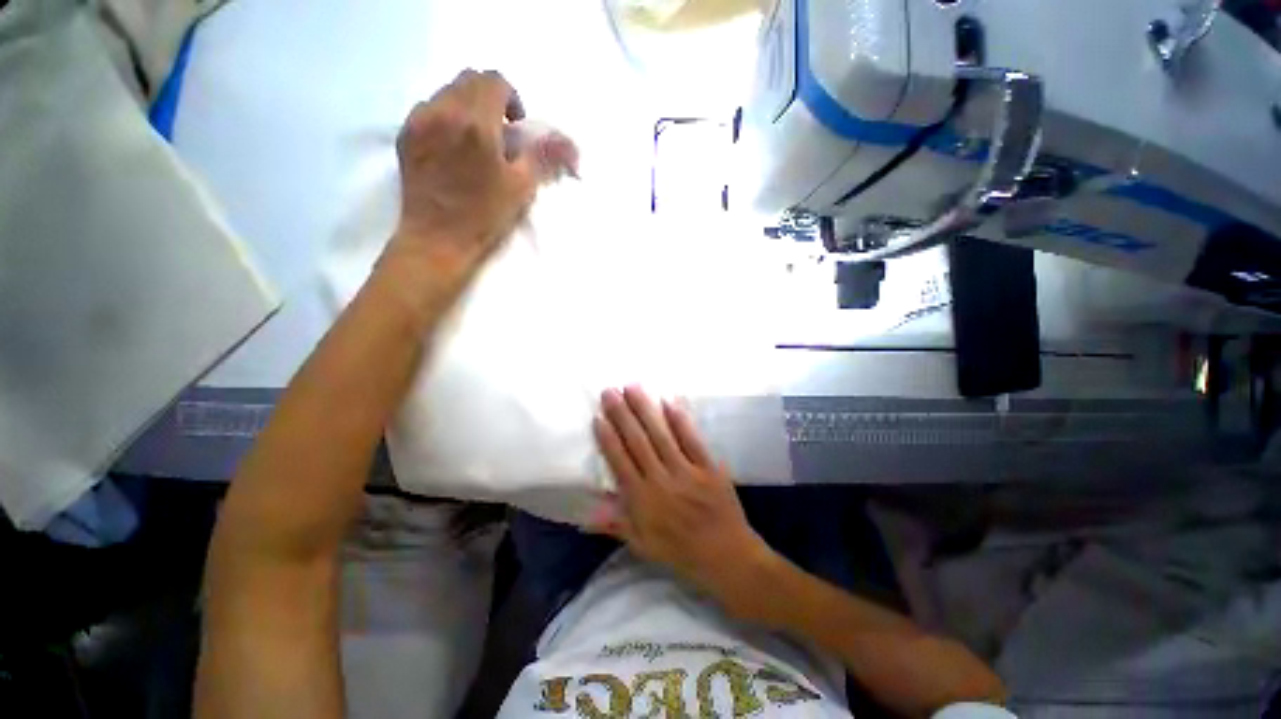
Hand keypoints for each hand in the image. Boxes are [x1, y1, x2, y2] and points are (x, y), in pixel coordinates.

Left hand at [383, 69, 538, 304]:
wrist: (438, 239)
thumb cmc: (484, 216)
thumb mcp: (521, 187)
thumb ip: (543, 156)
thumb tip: (568, 144)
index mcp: (476, 123)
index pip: (494, 81)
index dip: (512, 98)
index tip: (518, 125)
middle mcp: (443, 111)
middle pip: (469, 80)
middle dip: (490, 98)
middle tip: (501, 132)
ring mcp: (419, 121)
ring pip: (447, 92)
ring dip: (467, 106)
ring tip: (477, 141)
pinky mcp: (405, 135)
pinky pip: (428, 109)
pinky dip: (446, 117)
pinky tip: (454, 147)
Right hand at [592, 387, 774, 604]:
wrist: (727, 557)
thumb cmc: (680, 552)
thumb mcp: (643, 545)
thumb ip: (616, 523)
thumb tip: (585, 512)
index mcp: (642, 500)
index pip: (620, 462)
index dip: (608, 438)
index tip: (598, 416)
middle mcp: (661, 480)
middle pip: (637, 441)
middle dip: (621, 414)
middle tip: (610, 391)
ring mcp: (686, 471)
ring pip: (661, 435)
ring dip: (645, 409)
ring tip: (633, 387)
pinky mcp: (708, 466)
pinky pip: (692, 440)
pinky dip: (680, 420)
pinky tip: (669, 402)